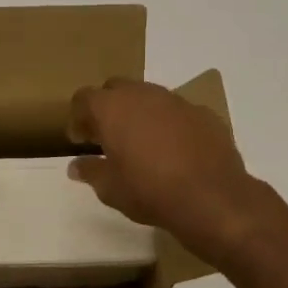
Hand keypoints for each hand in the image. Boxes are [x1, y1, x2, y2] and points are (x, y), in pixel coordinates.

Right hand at [67, 77, 265, 263]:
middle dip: (108, 108)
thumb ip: (90, 171)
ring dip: (139, 113)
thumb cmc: (149, 191)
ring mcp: (176, 101)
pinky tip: (174, 150)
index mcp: (112, 108)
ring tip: (141, 143)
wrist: (212, 198)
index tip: (80, 139)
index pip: (84, 98)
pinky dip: (169, 124)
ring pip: (149, 96)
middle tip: (107, 137)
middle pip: (116, 89)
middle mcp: (143, 94)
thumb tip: (75, 166)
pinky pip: (177, 112)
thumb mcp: (110, 189)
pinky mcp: (203, 113)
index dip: (78, 118)